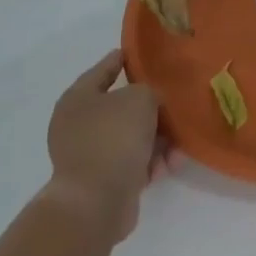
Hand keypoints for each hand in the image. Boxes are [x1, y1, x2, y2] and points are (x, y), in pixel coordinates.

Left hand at [43, 50, 163, 244]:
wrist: (96, 202)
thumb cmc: (114, 137)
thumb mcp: (140, 99)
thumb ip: (149, 91)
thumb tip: (149, 104)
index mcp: (78, 98)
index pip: (103, 69)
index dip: (121, 59)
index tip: (136, 53)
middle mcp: (78, 124)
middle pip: (121, 108)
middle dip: (150, 111)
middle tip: (172, 107)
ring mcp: (87, 155)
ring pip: (130, 138)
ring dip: (157, 142)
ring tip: (177, 150)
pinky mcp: (100, 182)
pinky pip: (131, 164)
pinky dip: (149, 164)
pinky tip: (167, 167)